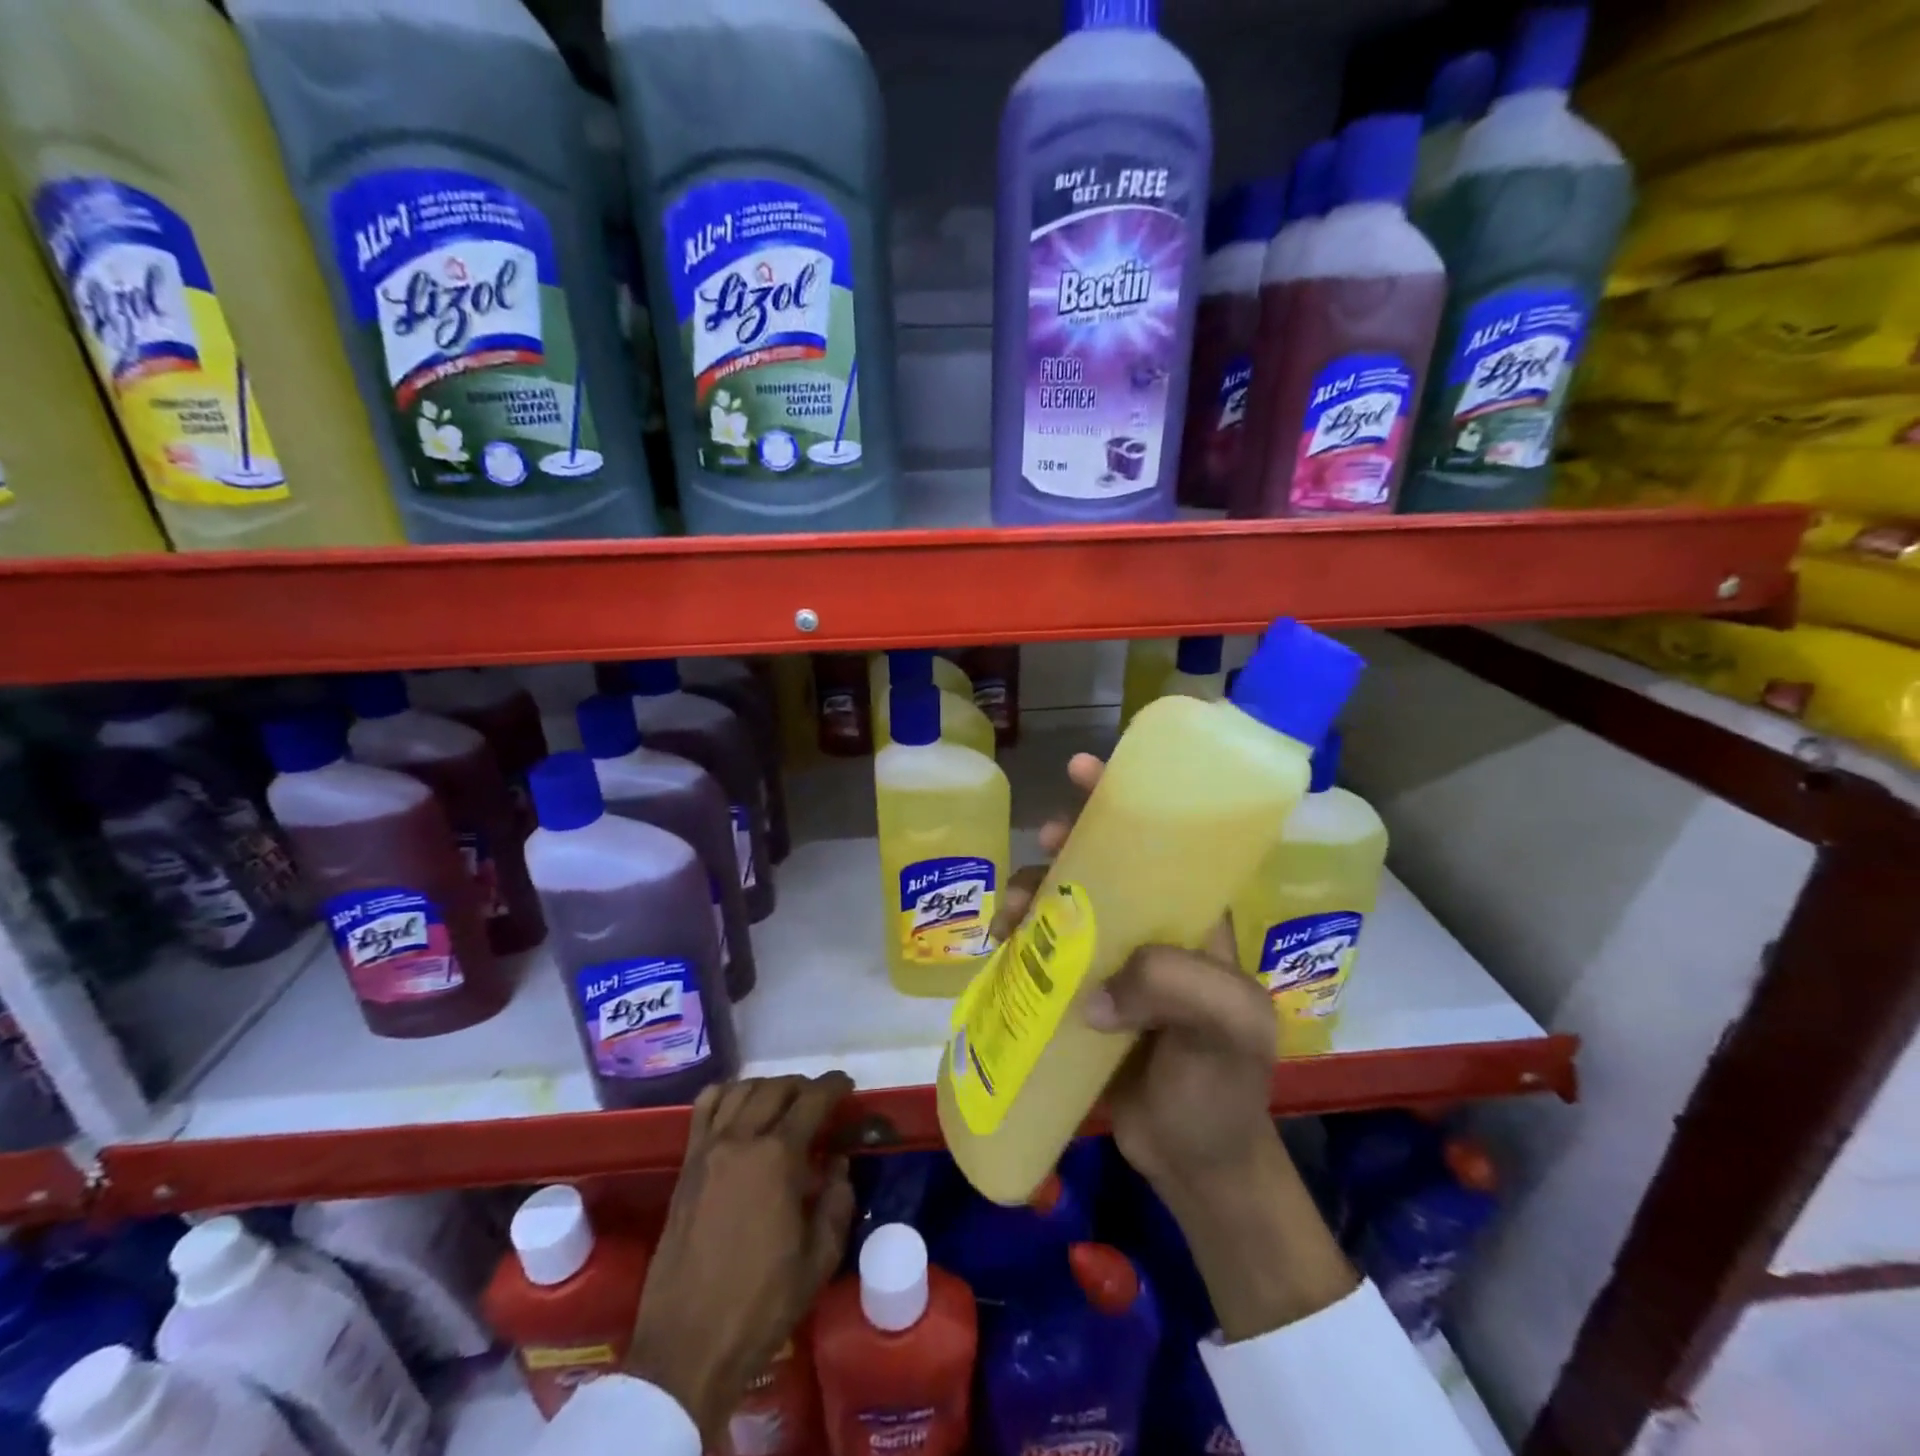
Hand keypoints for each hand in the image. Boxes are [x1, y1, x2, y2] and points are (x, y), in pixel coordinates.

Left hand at [628, 1075, 855, 1437]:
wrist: (688, 1346)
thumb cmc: (761, 1305)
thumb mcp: (819, 1260)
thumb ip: (837, 1202)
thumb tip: (838, 1163)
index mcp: (778, 1157)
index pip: (812, 1100)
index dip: (834, 1086)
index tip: (847, 1086)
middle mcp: (741, 1139)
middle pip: (776, 1088)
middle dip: (804, 1087)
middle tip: (820, 1101)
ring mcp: (708, 1150)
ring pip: (741, 1090)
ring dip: (768, 1087)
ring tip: (783, 1103)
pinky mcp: (686, 1166)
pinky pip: (704, 1109)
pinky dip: (727, 1094)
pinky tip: (739, 1108)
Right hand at [997, 753, 1355, 1339]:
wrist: (1193, 1162)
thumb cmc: (1221, 1089)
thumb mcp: (1229, 1030)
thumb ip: (1177, 986)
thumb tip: (1093, 991)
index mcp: (1193, 920)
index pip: (1163, 844)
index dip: (1126, 800)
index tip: (1083, 771)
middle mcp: (1150, 930)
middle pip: (1100, 865)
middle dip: (1065, 844)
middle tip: (1042, 844)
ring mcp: (1112, 963)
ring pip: (1063, 905)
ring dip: (1031, 894)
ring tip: (1009, 916)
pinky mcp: (1079, 995)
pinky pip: (1042, 952)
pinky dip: (1017, 940)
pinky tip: (999, 947)